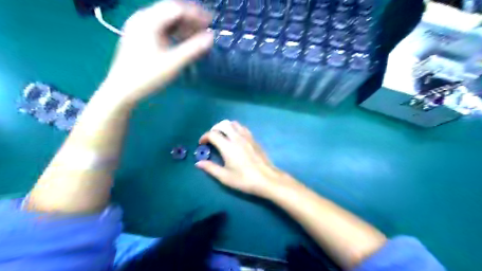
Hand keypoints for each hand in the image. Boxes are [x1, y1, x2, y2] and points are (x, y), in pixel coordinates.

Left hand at [99, 0, 212, 105]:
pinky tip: (182, 41)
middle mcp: (142, 18)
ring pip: (165, 20)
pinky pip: (160, 28)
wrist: (122, 90)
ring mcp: (139, 27)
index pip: (176, 8)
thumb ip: (193, 49)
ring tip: (197, 36)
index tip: (211, 22)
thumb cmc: (147, 76)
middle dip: (190, 19)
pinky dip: (174, 32)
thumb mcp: (173, 63)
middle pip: (170, 11)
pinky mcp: (139, 37)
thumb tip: (210, 37)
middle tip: (206, 28)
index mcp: (148, 21)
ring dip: (183, 26)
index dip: (195, 14)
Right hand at [196, 121, 297, 196]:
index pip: (212, 134)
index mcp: (228, 146)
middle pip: (223, 124)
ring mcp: (247, 137)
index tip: (202, 144)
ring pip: (234, 123)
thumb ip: (210, 168)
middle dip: (214, 128)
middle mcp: (237, 138)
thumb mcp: (225, 177)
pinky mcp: (254, 139)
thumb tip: (198, 163)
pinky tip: (235, 138)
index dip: (204, 137)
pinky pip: (242, 128)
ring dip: (225, 127)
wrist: (267, 179)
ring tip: (222, 136)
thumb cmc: (244, 179)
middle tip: (211, 138)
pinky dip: (235, 128)